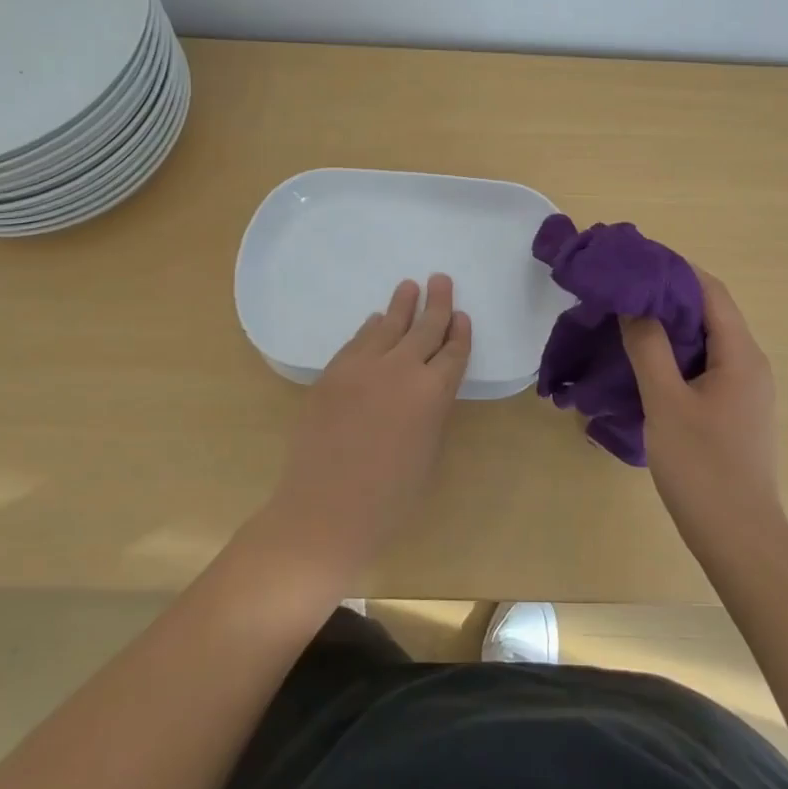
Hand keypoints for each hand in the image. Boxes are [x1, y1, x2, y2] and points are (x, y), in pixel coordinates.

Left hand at [259, 274, 471, 583]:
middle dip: (436, 303)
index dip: (458, 332)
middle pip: (424, 328)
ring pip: (388, 326)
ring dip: (401, 305)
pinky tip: (375, 320)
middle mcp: (402, 369)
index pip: (452, 351)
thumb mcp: (428, 450)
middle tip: (440, 279)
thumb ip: (430, 410)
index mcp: (433, 392)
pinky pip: (357, 341)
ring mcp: (363, 367)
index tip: (461, 315)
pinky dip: (370, 328)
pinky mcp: (332, 373)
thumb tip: (424, 387)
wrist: (326, 509)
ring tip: (409, 286)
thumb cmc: (390, 496)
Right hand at [620, 267, 781, 546]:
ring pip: (704, 341)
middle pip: (709, 312)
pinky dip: (674, 354)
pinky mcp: (733, 411)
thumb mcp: (666, 402)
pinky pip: (703, 366)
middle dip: (667, 296)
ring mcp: (744, 390)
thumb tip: (634, 303)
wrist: (739, 540)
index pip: (710, 291)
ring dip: (669, 326)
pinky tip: (644, 363)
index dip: (674, 270)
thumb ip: (648, 347)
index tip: (633, 262)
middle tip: (621, 290)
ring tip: (625, 320)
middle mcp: (749, 364)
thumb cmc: (703, 468)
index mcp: (741, 354)